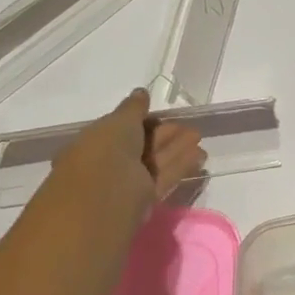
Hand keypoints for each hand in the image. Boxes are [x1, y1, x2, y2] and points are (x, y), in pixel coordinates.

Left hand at [30, 89, 206, 228]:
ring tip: (199, 137)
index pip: (121, 129)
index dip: (143, 121)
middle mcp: (109, 163)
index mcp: (94, 143)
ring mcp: (126, 184)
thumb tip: (141, 93)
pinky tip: (199, 155)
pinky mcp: (144, 201)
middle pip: (142, 146)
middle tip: (188, 126)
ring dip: (177, 149)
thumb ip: (133, 108)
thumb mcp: (117, 122)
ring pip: (155, 162)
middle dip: (164, 135)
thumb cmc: (104, 153)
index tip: (163, 114)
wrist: (103, 200)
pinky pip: (164, 178)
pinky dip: (180, 166)